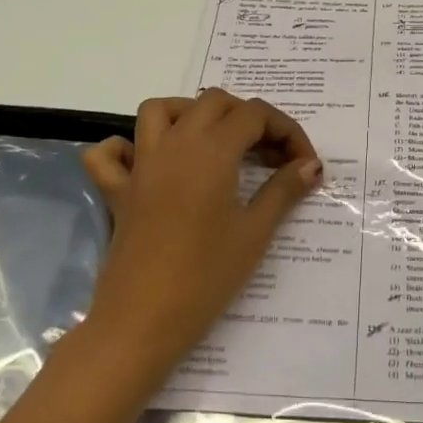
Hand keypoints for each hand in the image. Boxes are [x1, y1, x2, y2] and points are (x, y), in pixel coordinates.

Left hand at [82, 90, 321, 355]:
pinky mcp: (118, 192)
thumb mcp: (255, 232)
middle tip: (270, 156)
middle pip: (214, 102)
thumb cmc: (206, 276)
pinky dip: (128, 148)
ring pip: (161, 110)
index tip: (304, 165)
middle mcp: (174, 144)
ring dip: (192, 114)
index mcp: (211, 150)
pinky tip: (151, 165)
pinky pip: (111, 154)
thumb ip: (284, 190)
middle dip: (249, 118)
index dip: (287, 131)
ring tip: (217, 143)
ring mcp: (141, 165)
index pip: (255, 115)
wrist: (143, 320)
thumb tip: (311, 165)